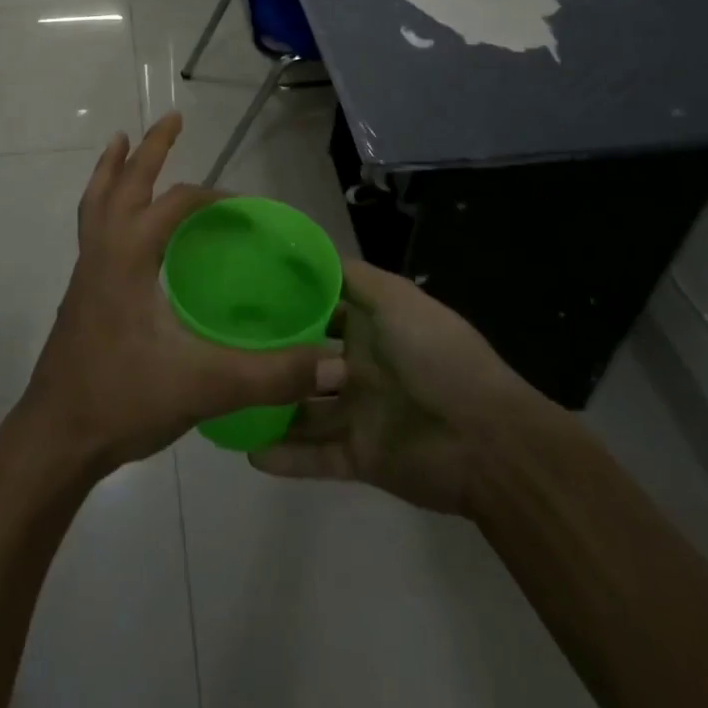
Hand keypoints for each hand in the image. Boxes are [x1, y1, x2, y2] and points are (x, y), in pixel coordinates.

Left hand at [12, 113, 347, 476]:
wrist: (56, 438)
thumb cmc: (123, 400)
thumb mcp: (205, 385)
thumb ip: (272, 375)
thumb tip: (336, 366)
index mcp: (129, 256)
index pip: (175, 204)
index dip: (213, 198)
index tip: (245, 208)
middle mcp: (103, 252)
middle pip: (124, 183)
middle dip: (150, 149)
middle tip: (172, 118)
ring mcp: (86, 273)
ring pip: (96, 202)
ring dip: (112, 170)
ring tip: (120, 142)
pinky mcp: (81, 295)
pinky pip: (92, 229)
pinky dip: (104, 204)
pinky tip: (119, 224)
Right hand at [251, 259, 559, 516]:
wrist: (487, 440)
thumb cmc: (437, 356)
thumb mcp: (395, 299)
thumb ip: (352, 277)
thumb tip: (307, 250)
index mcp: (370, 327)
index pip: (320, 311)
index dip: (287, 303)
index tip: (243, 295)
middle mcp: (360, 367)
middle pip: (305, 360)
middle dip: (271, 356)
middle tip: (221, 350)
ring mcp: (359, 413)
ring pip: (303, 410)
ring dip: (271, 408)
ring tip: (226, 401)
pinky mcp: (360, 457)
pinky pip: (316, 456)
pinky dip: (285, 456)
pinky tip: (247, 451)